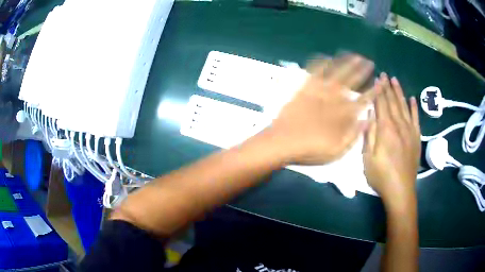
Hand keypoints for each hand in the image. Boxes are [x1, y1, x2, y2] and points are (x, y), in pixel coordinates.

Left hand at [267, 54, 375, 164]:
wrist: (281, 143)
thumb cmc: (309, 150)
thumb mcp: (336, 151)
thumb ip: (353, 135)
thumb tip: (367, 120)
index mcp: (342, 115)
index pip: (363, 100)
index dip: (373, 91)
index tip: (381, 82)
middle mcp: (333, 99)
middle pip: (352, 81)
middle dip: (362, 70)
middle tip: (370, 61)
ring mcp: (318, 92)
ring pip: (336, 73)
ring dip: (346, 63)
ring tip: (355, 55)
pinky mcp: (304, 89)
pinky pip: (314, 72)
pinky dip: (321, 63)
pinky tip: (327, 56)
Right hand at [363, 73, 420, 202]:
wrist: (401, 190)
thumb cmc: (381, 176)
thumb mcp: (368, 158)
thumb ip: (369, 134)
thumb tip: (369, 114)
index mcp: (386, 129)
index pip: (382, 104)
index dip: (379, 91)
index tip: (377, 78)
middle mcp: (399, 126)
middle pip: (393, 102)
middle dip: (388, 87)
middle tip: (385, 74)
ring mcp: (410, 131)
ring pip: (404, 106)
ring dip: (400, 92)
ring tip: (395, 80)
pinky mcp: (416, 138)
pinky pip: (416, 119)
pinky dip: (414, 108)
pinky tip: (412, 99)